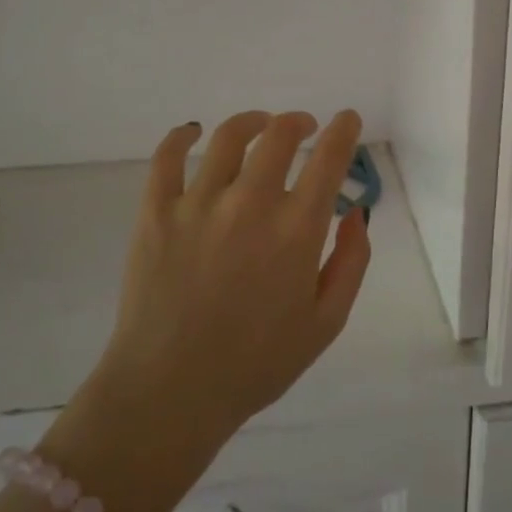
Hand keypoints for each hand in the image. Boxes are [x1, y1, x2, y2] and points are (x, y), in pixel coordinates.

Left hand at [94, 111, 371, 452]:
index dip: (343, 131)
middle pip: (279, 135)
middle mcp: (249, 204)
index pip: (328, 159)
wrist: (171, 391)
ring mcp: (198, 204)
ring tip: (260, 125)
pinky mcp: (155, 213)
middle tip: (305, 126)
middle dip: (299, 122)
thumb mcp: (326, 322)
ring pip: (229, 137)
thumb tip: (356, 212)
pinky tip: (193, 132)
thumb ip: (351, 262)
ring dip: (253, 121)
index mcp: (296, 231)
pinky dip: (182, 136)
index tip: (347, 119)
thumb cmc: (256, 364)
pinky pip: (167, 157)